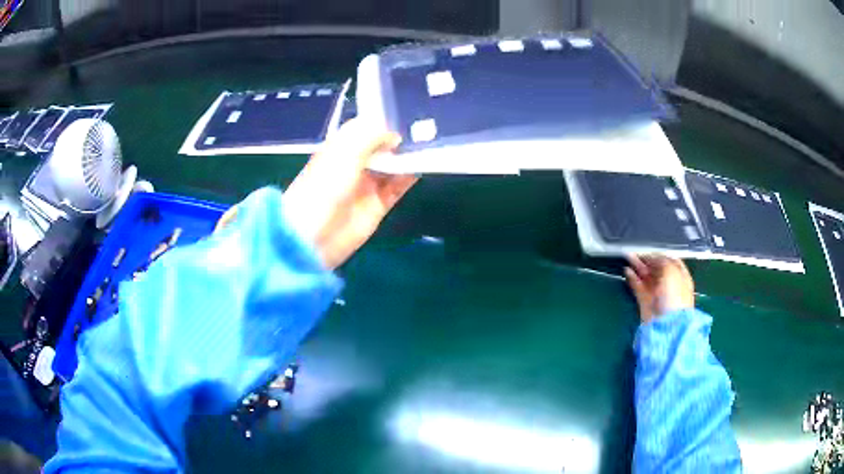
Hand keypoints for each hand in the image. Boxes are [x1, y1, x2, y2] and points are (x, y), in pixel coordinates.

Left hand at [282, 118, 417, 268]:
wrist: (314, 236)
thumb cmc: (324, 188)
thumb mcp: (345, 153)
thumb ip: (371, 137)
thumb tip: (396, 135)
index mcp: (341, 147)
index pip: (366, 126)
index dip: (384, 119)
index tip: (407, 110)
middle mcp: (355, 162)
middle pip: (383, 145)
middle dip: (400, 136)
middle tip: (427, 124)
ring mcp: (368, 184)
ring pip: (393, 164)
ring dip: (408, 155)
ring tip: (432, 142)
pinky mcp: (379, 204)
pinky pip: (399, 185)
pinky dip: (410, 175)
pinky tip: (424, 164)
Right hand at [624, 255, 694, 323]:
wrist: (666, 325)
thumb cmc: (674, 296)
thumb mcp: (671, 271)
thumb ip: (661, 261)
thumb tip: (651, 257)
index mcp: (680, 276)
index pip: (670, 261)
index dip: (659, 254)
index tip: (649, 249)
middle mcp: (669, 285)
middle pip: (656, 269)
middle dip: (646, 260)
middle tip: (635, 252)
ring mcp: (657, 295)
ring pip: (646, 277)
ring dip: (638, 267)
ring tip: (628, 258)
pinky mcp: (646, 303)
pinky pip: (638, 288)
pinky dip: (633, 279)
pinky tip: (627, 272)